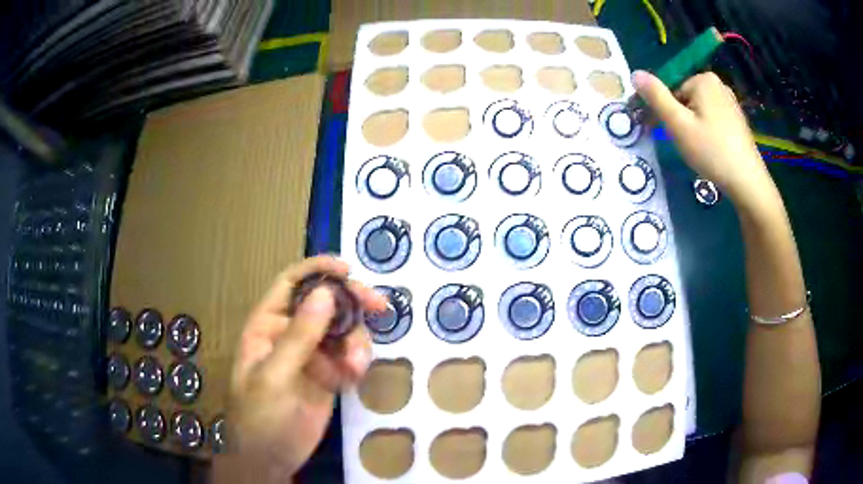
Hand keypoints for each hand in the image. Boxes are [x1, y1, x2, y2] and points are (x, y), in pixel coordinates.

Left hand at [214, 256, 385, 483]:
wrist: (271, 459)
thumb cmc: (260, 416)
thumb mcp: (274, 377)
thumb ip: (299, 337)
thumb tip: (326, 293)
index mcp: (268, 325)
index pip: (291, 284)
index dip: (317, 270)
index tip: (348, 269)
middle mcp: (290, 334)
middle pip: (325, 303)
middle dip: (352, 302)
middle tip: (380, 306)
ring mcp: (311, 355)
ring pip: (342, 331)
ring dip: (357, 341)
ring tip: (357, 365)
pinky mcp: (328, 376)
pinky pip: (349, 357)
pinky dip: (357, 362)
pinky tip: (356, 377)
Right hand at [632, 71, 776, 208]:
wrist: (747, 182)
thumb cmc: (711, 151)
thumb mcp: (678, 124)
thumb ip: (656, 97)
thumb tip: (634, 74)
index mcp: (703, 79)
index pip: (671, 90)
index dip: (663, 112)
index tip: (661, 133)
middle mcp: (718, 84)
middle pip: (685, 99)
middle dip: (679, 119)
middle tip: (682, 144)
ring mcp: (730, 101)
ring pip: (698, 110)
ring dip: (691, 126)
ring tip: (697, 150)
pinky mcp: (736, 119)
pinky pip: (712, 119)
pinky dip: (706, 131)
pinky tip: (710, 149)